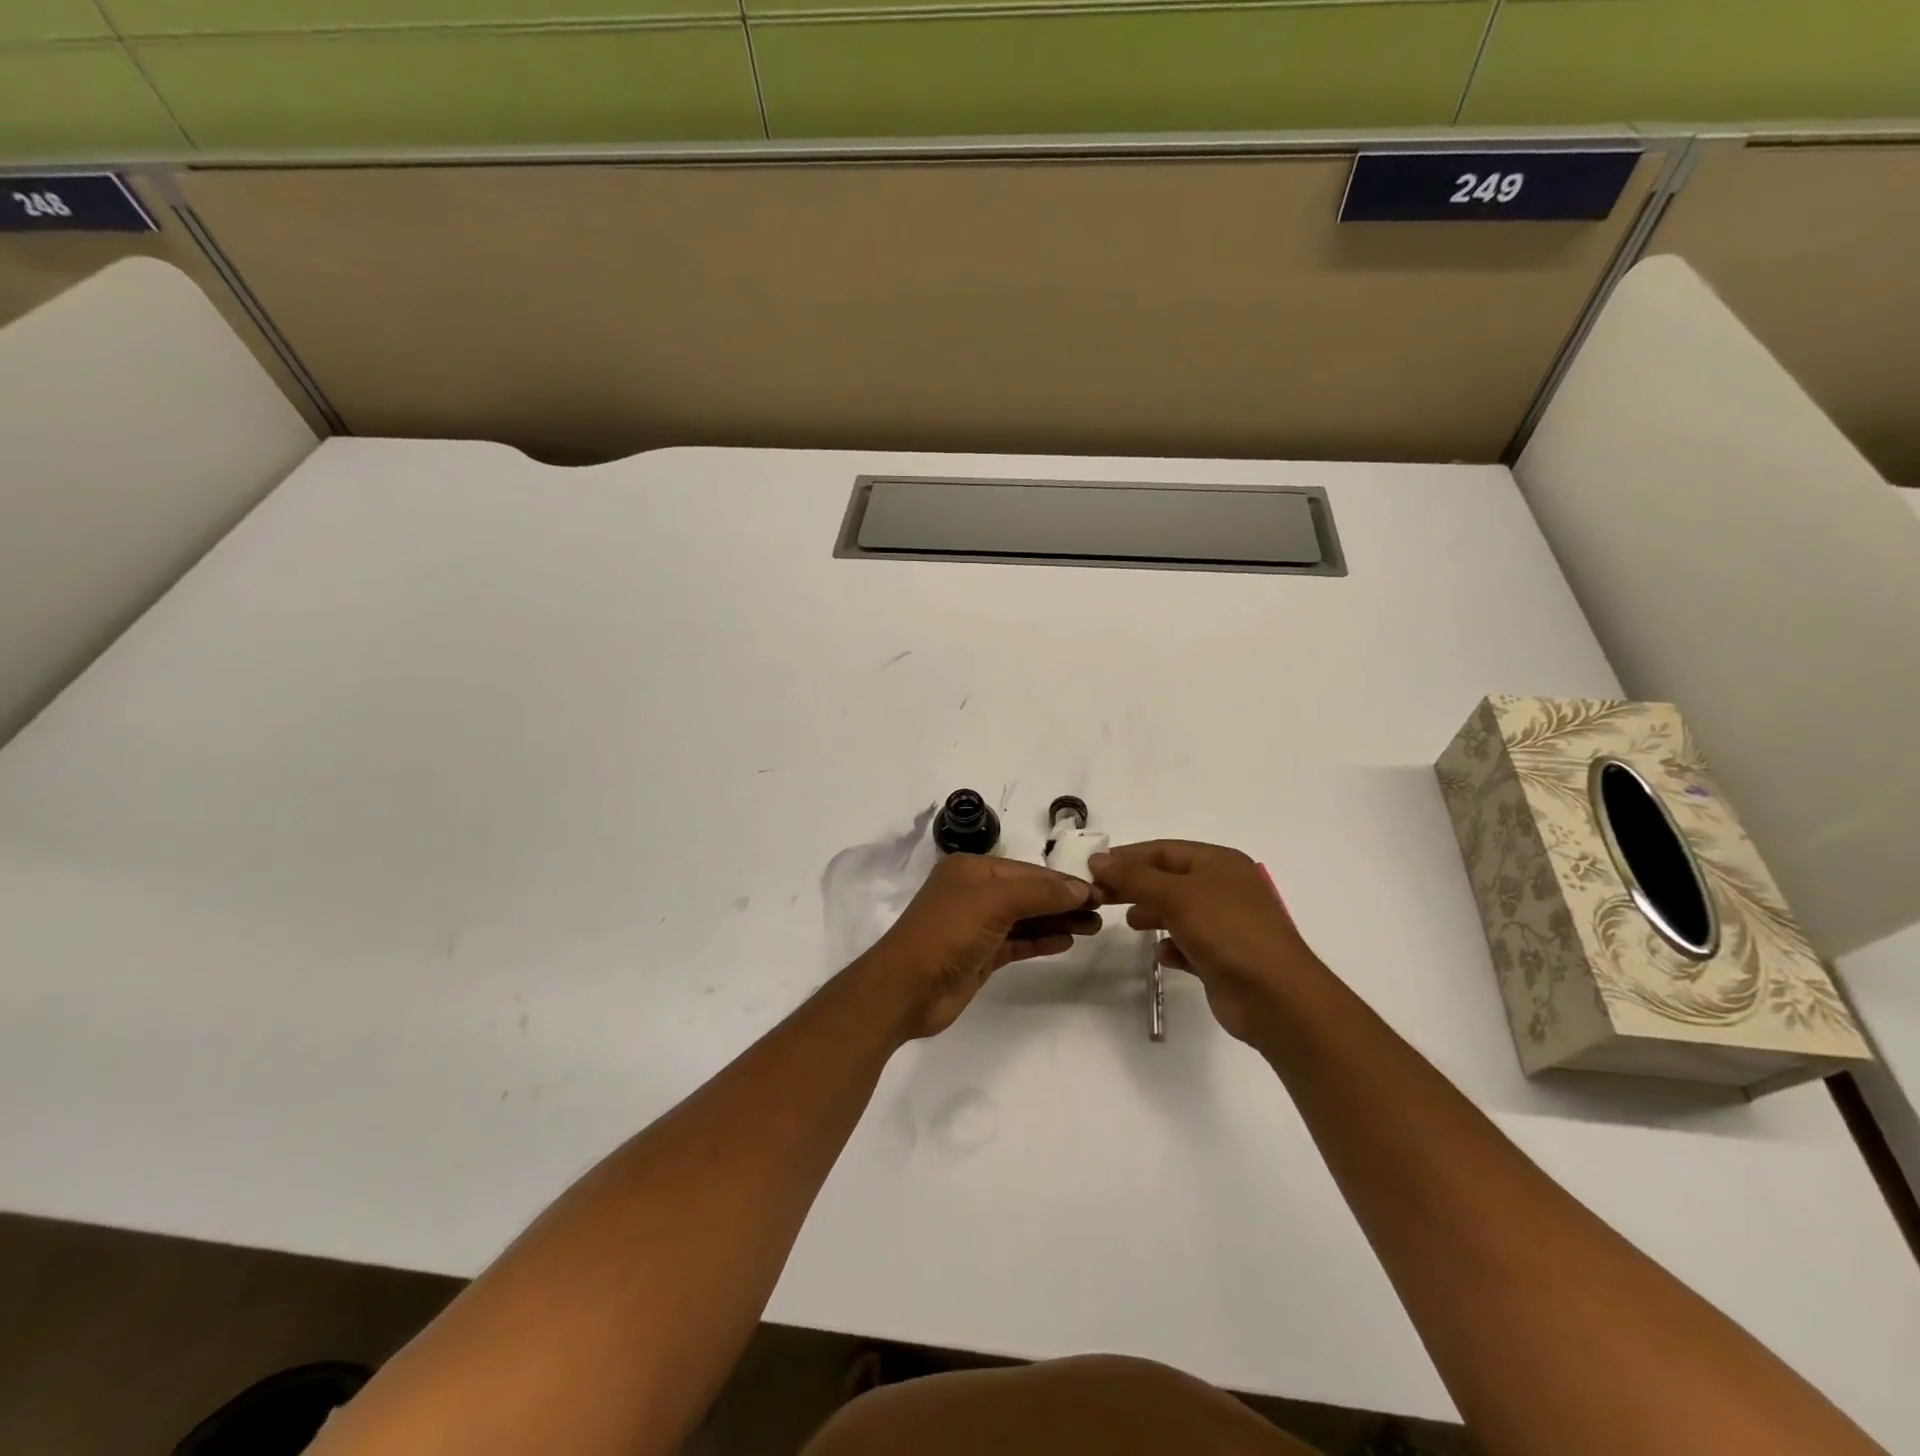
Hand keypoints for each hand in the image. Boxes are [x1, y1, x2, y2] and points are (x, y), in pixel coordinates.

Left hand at [856, 855, 1102, 1039]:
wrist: (905, 989)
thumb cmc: (948, 933)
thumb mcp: (994, 903)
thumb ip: (1039, 893)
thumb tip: (1080, 889)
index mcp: (971, 870)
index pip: (1027, 871)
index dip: (1062, 881)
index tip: (1099, 891)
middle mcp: (973, 893)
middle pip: (1028, 893)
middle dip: (1064, 901)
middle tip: (1103, 911)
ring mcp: (977, 926)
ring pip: (1025, 918)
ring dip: (1057, 920)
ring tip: (1094, 927)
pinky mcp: (980, 955)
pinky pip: (1017, 942)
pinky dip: (1041, 940)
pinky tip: (1066, 941)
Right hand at [1090, 841, 1324, 1042]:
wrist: (1276, 997)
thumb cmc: (1227, 931)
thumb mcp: (1176, 895)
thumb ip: (1134, 877)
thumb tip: (1098, 859)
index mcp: (1220, 863)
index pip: (1164, 850)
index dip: (1128, 857)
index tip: (1093, 868)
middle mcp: (1225, 888)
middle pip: (1169, 879)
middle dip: (1136, 886)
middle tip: (1100, 896)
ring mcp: (1227, 924)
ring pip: (1178, 911)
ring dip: (1153, 914)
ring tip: (1131, 923)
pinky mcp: (1224, 958)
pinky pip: (1189, 944)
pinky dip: (1173, 946)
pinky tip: (1163, 955)